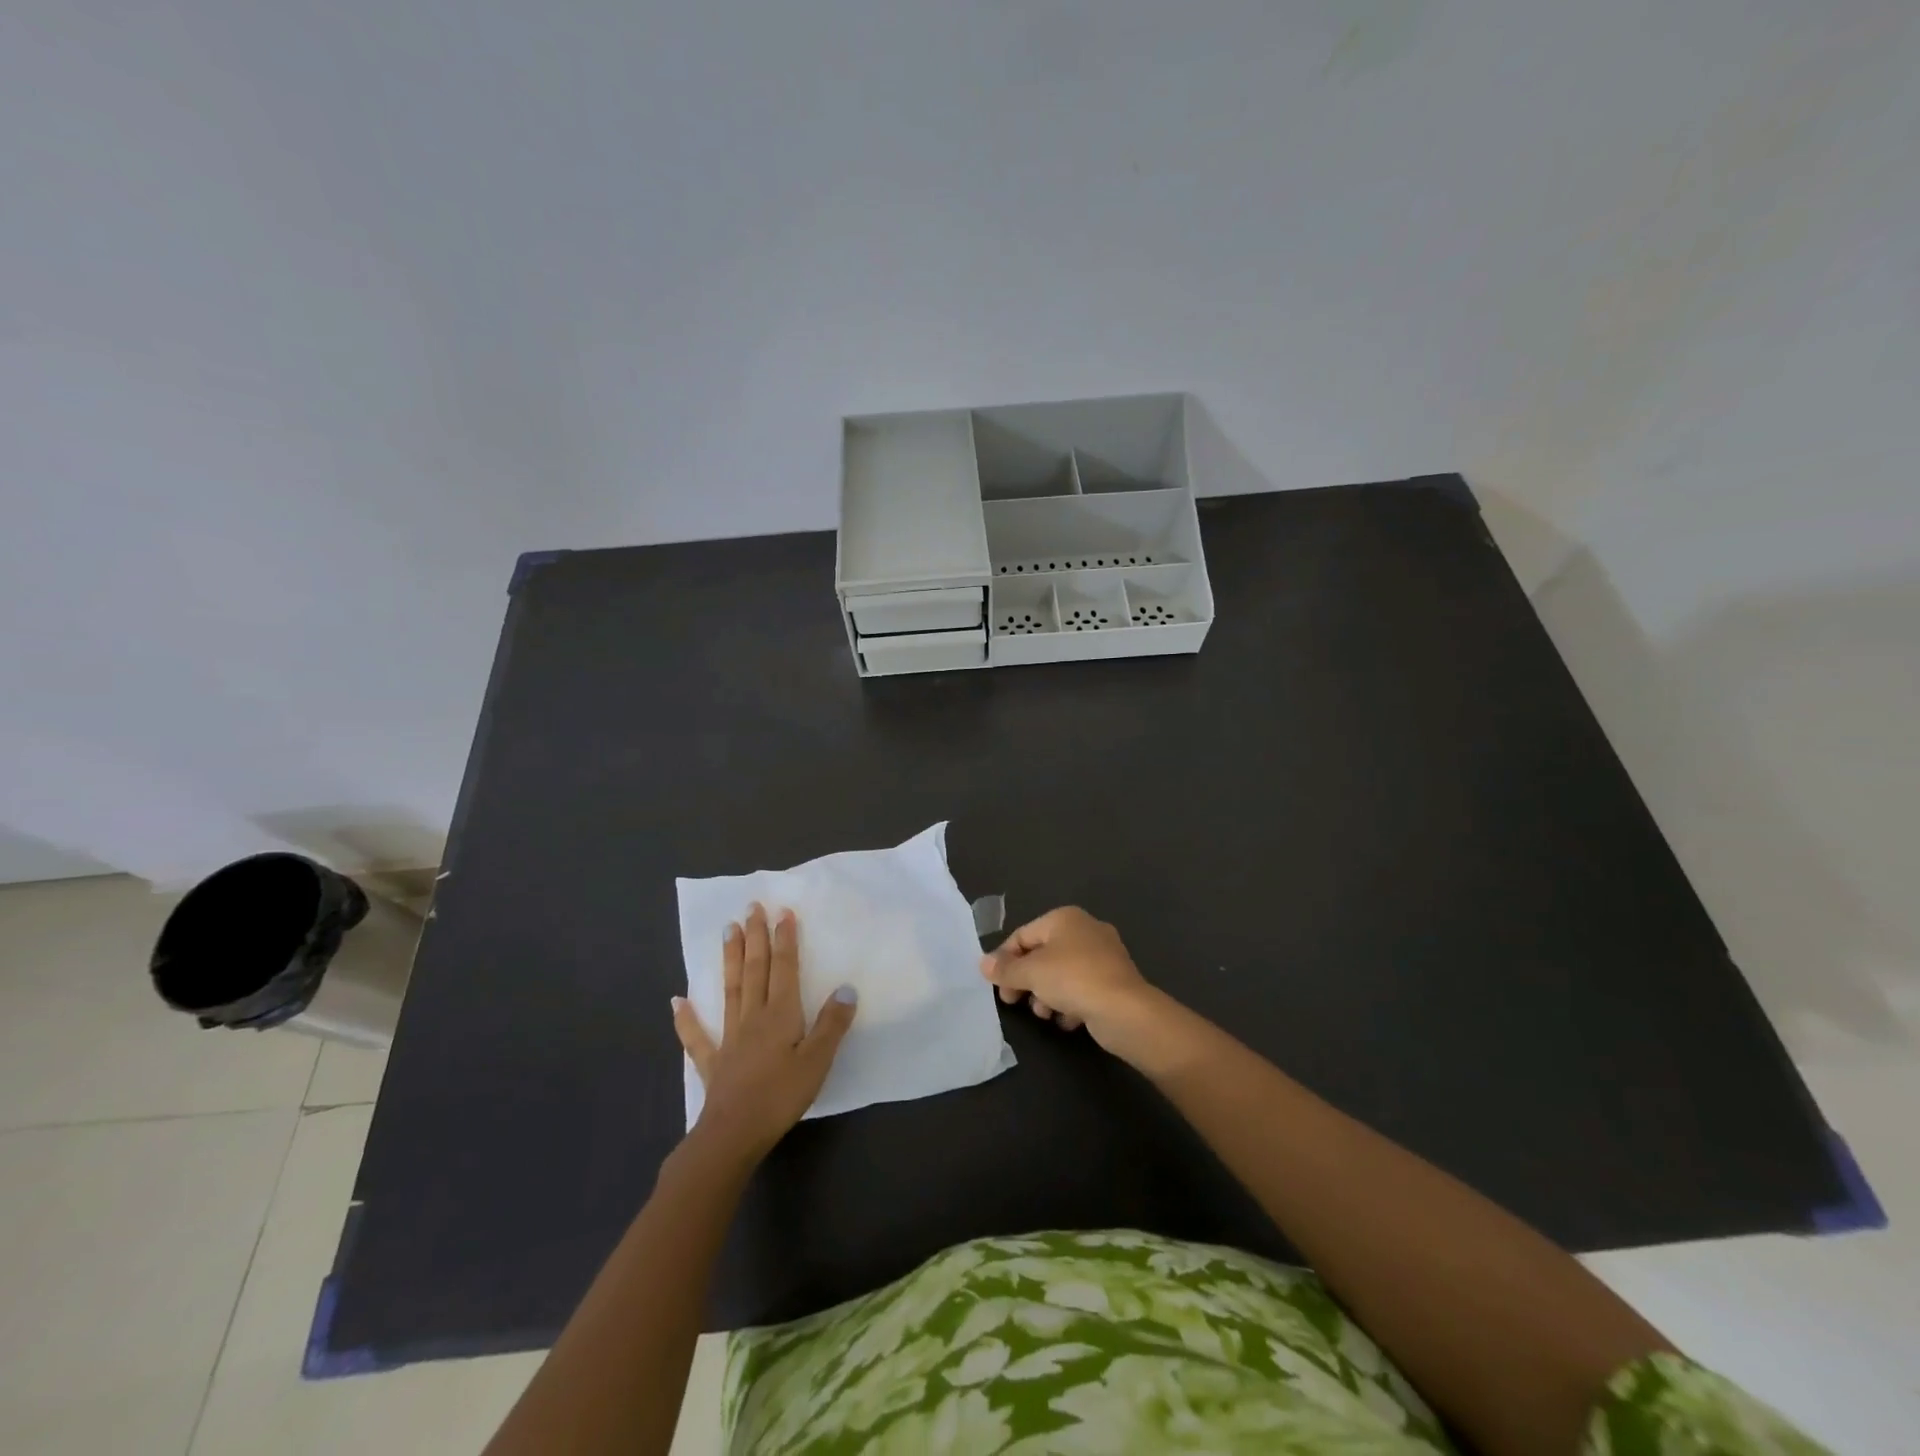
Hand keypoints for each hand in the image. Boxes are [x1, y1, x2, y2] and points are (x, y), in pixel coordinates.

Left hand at [672, 904, 857, 1160]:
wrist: (733, 1134)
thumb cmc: (781, 1096)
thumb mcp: (818, 1061)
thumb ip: (832, 1024)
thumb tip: (846, 988)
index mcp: (780, 1014)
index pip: (784, 968)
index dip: (785, 939)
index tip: (783, 911)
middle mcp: (753, 1016)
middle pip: (755, 970)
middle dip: (755, 937)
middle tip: (751, 907)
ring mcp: (729, 1037)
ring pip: (730, 989)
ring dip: (730, 959)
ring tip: (727, 930)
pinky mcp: (713, 1062)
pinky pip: (697, 1036)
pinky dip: (687, 1018)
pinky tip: (677, 1001)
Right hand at [980, 906, 1160, 1055]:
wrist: (1125, 1010)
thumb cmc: (1072, 979)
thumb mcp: (1031, 973)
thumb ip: (1005, 969)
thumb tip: (983, 963)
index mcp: (1064, 918)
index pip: (1023, 935)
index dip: (1005, 959)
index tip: (996, 985)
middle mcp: (1085, 930)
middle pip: (1042, 955)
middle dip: (1026, 980)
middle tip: (1013, 1001)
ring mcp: (1103, 955)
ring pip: (1061, 974)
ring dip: (1046, 995)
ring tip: (1044, 1013)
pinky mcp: (1114, 981)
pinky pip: (1082, 988)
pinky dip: (1070, 1003)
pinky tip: (1067, 1020)